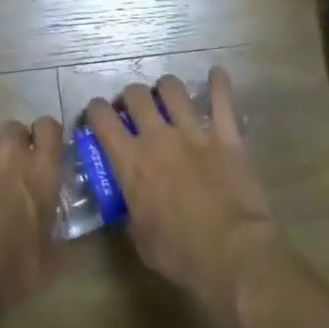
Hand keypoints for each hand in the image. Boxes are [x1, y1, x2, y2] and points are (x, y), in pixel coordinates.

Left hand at [0, 117, 66, 307]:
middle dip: (13, 143)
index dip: (45, 135)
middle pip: (14, 128)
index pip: (49, 128)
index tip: (42, 149)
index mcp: (43, 170)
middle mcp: (12, 154)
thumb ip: (56, 230)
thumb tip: (63, 232)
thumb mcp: (51, 254)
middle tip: (10, 168)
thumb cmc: (15, 268)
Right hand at [83, 68, 282, 321]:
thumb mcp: (140, 238)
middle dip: (131, 96)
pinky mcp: (227, 136)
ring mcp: (195, 133)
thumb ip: (130, 210)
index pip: (103, 120)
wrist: (232, 253)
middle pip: (137, 96)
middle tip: (133, 107)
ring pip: (173, 90)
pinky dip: (219, 83)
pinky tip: (216, 73)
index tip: (97, 114)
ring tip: (167, 93)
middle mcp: (159, 138)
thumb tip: (129, 201)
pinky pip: (223, 100)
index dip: (95, 111)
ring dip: (166, 88)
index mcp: (131, 162)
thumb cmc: (180, 253)